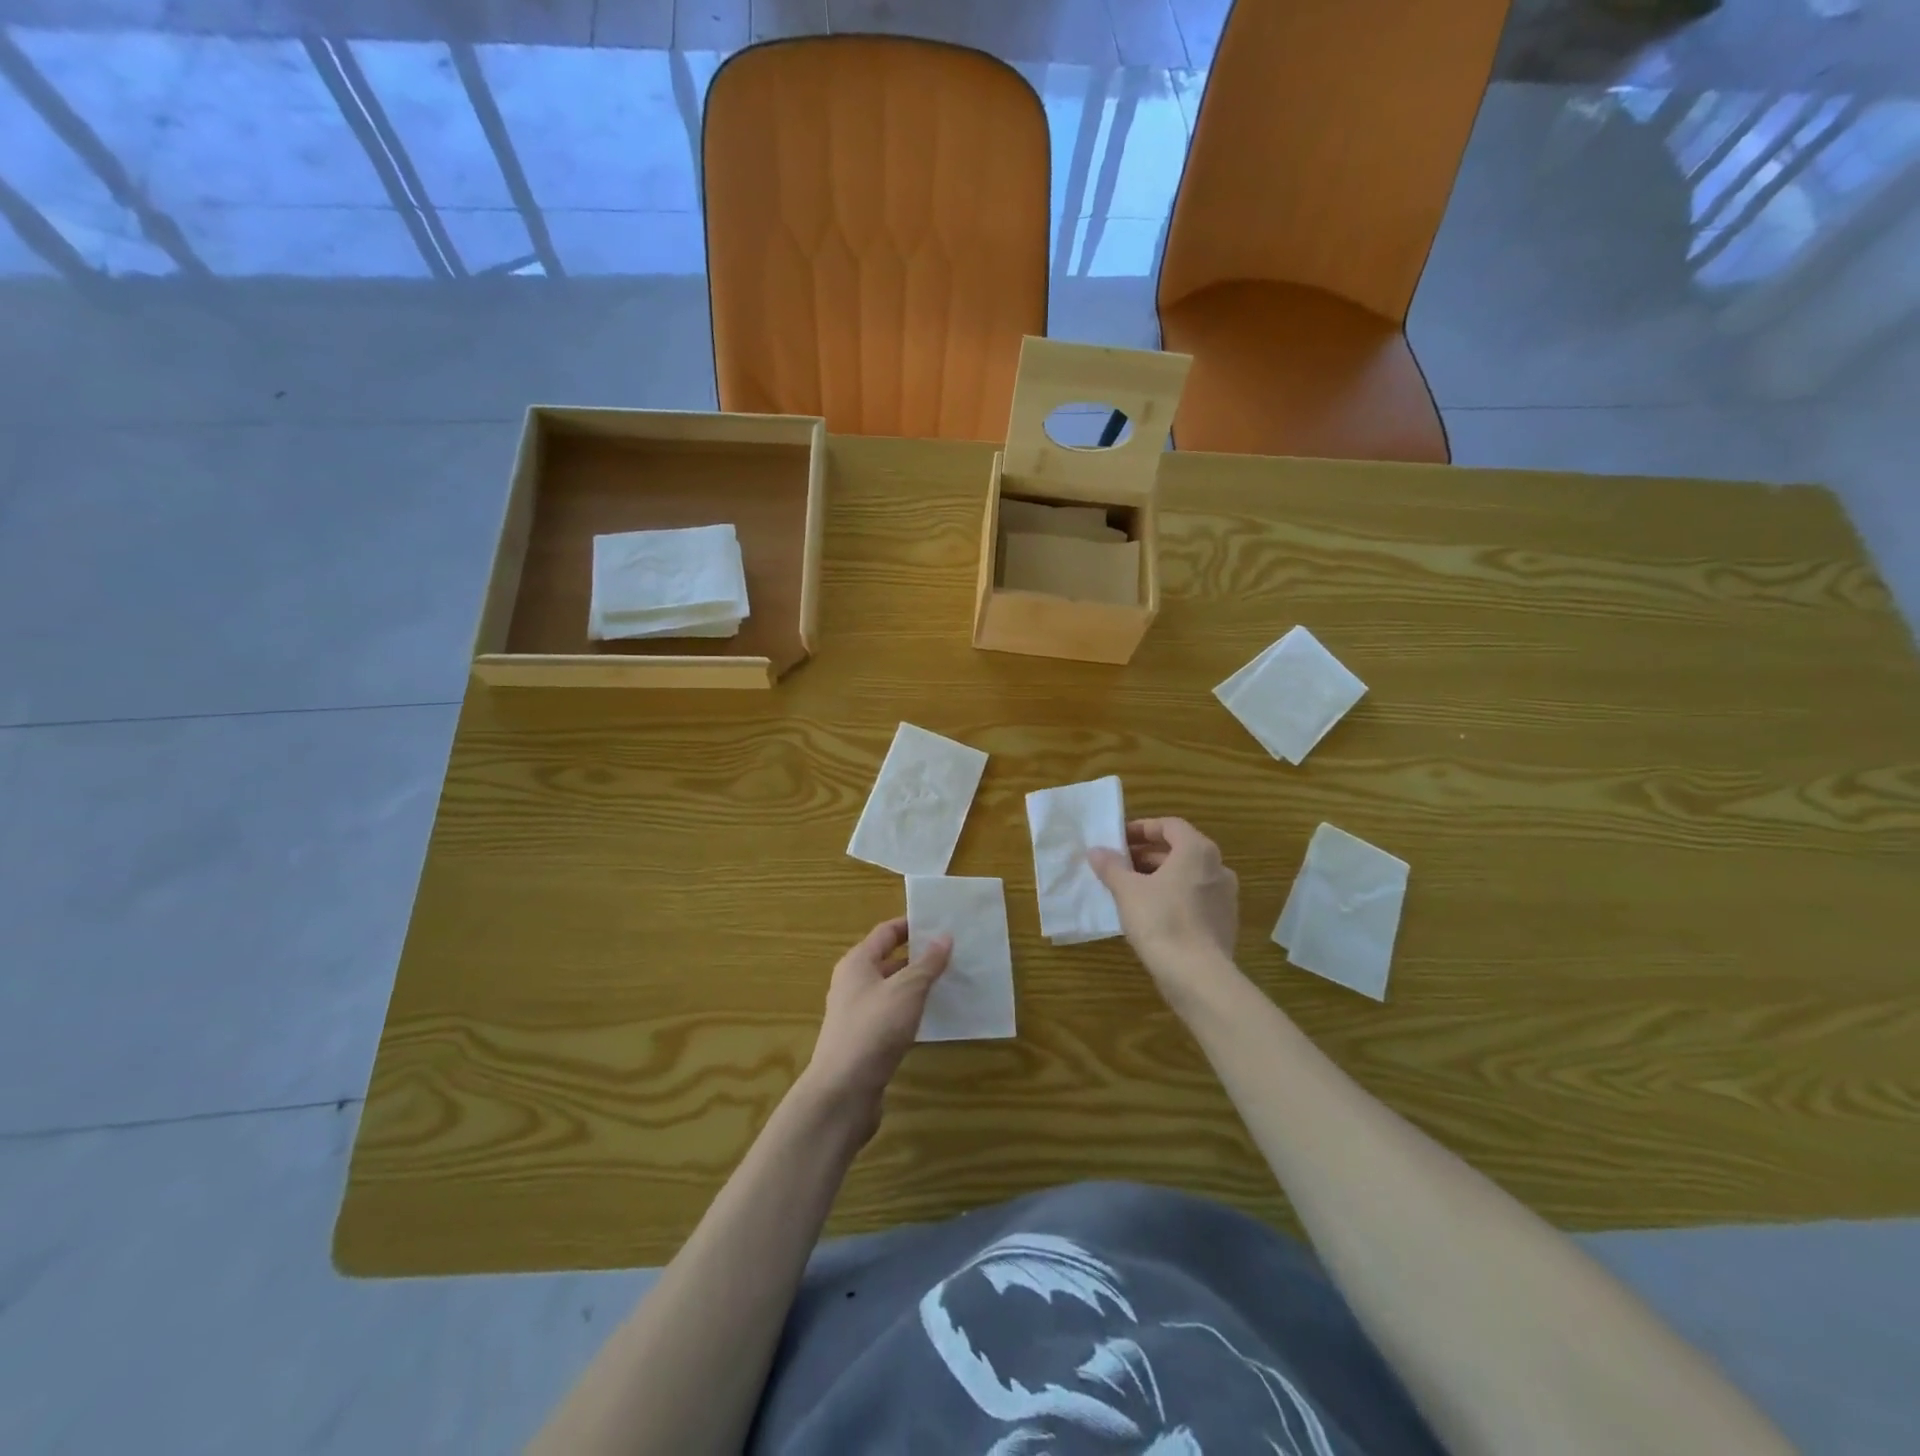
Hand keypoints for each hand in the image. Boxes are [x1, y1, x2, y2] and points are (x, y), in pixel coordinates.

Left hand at [801, 917, 951, 1142]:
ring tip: (950, 983)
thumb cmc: (873, 1029)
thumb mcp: (906, 990)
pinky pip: (892, 1016)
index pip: (886, 932)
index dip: (911, 925)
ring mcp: (857, 1014)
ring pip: (892, 991)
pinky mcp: (865, 1042)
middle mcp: (853, 984)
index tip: (940, 923)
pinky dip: (912, 1012)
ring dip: (917, 986)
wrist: (843, 1092)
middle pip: (888, 960)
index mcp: (857, 963)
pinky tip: (933, 1019)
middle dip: (919, 957)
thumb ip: (927, 964)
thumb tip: (944, 937)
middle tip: (953, 954)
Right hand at [1090, 818, 1240, 1009]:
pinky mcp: (1224, 923)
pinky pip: (1194, 898)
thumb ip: (1111, 866)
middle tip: (1119, 864)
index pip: (1170, 825)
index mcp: (1198, 851)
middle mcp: (1218, 868)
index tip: (1118, 840)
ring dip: (1159, 876)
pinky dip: (1173, 897)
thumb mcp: (1127, 890)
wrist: (1198, 977)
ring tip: (1130, 888)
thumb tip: (1096, 851)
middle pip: (1179, 850)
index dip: (1142, 828)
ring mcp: (1225, 897)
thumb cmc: (1162, 921)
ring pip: (1187, 876)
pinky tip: (1150, 913)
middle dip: (1147, 854)